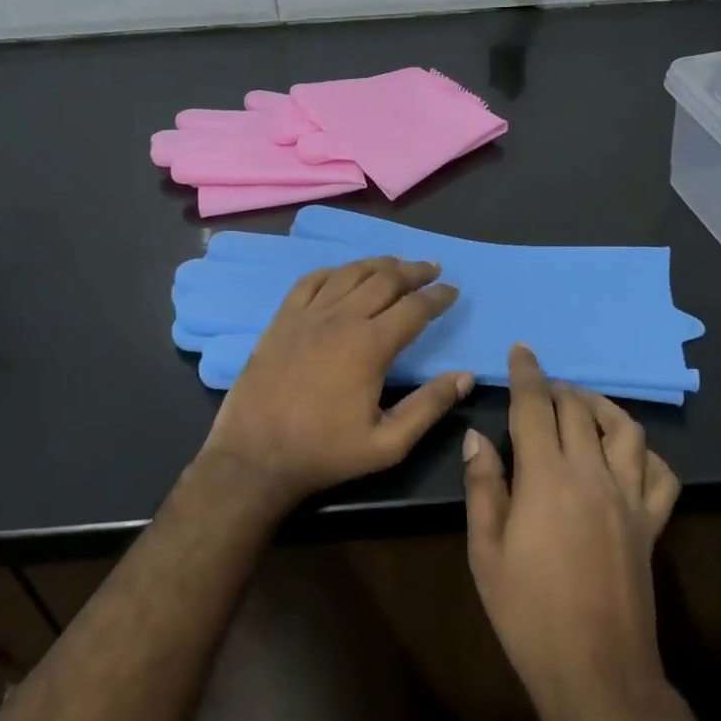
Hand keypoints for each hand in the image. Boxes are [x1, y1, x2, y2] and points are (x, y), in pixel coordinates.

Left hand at [199, 257, 472, 507]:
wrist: (254, 457)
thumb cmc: (325, 453)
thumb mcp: (388, 443)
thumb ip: (429, 406)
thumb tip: (465, 376)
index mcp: (370, 345)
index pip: (414, 308)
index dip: (437, 296)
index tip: (453, 290)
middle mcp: (340, 319)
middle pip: (384, 280)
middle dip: (413, 271)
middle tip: (431, 267)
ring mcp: (307, 316)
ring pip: (349, 274)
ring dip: (377, 265)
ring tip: (396, 263)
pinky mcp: (281, 320)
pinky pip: (310, 282)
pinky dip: (333, 271)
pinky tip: (343, 273)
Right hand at [463, 345, 681, 720]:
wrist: (596, 672)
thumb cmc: (527, 614)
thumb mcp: (485, 552)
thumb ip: (483, 487)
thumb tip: (477, 437)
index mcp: (547, 478)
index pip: (535, 407)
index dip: (526, 373)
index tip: (521, 350)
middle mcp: (593, 475)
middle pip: (579, 410)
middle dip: (557, 387)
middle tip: (539, 386)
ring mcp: (630, 497)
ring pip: (626, 429)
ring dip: (601, 408)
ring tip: (581, 407)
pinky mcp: (652, 524)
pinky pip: (661, 473)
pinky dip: (645, 452)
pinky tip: (627, 454)